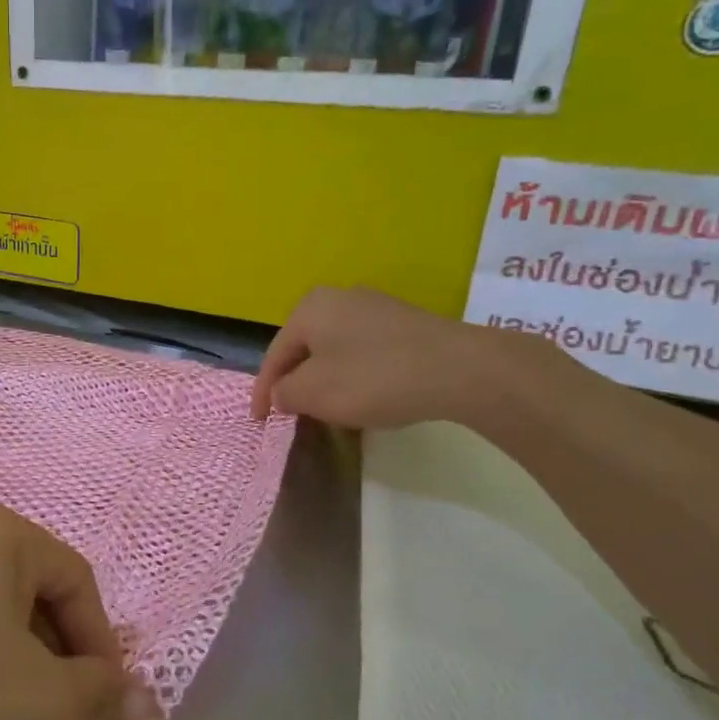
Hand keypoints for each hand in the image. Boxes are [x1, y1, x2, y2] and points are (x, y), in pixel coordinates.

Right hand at [251, 285, 517, 429]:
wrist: (459, 369)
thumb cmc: (373, 378)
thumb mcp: (315, 393)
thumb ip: (286, 394)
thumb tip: (283, 392)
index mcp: (310, 308)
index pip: (274, 355)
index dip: (263, 392)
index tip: (259, 421)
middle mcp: (339, 297)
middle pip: (304, 349)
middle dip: (295, 382)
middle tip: (293, 413)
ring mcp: (376, 307)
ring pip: (334, 350)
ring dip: (326, 380)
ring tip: (328, 410)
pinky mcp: (405, 323)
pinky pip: (364, 351)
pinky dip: (355, 375)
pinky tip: (366, 396)